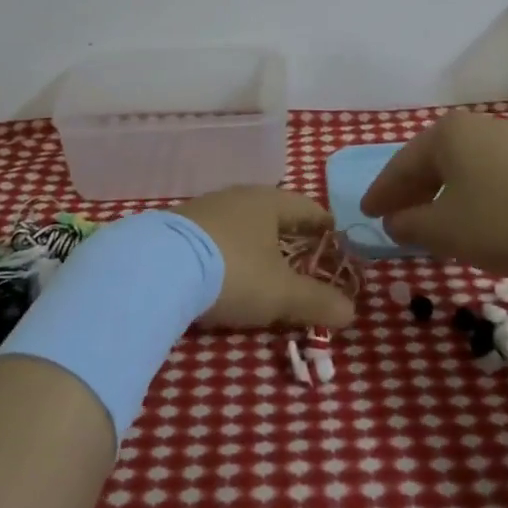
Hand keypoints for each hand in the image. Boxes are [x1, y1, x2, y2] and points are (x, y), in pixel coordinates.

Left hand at [171, 187, 356, 330]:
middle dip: (290, 237)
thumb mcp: (281, 293)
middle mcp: (238, 196)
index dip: (325, 227)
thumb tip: (351, 311)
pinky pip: (216, 236)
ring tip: (264, 269)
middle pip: (274, 213)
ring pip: (242, 224)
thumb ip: (318, 301)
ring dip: (256, 244)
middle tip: (304, 261)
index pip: (308, 208)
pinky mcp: (178, 227)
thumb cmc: (233, 271)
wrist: (156, 268)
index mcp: (269, 201)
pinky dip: (229, 251)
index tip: (336, 243)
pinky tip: (224, 272)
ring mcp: (205, 208)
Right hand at [360, 111, 507, 275]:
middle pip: (430, 162)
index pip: (401, 165)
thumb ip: (411, 225)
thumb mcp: (446, 230)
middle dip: (410, 192)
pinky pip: (486, 176)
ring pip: (459, 169)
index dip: (382, 193)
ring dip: (440, 195)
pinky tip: (471, 218)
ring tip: (429, 221)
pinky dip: (469, 196)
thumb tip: (393, 222)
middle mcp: (474, 128)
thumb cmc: (505, 219)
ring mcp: (507, 140)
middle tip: (391, 217)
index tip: (366, 212)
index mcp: (446, 135)